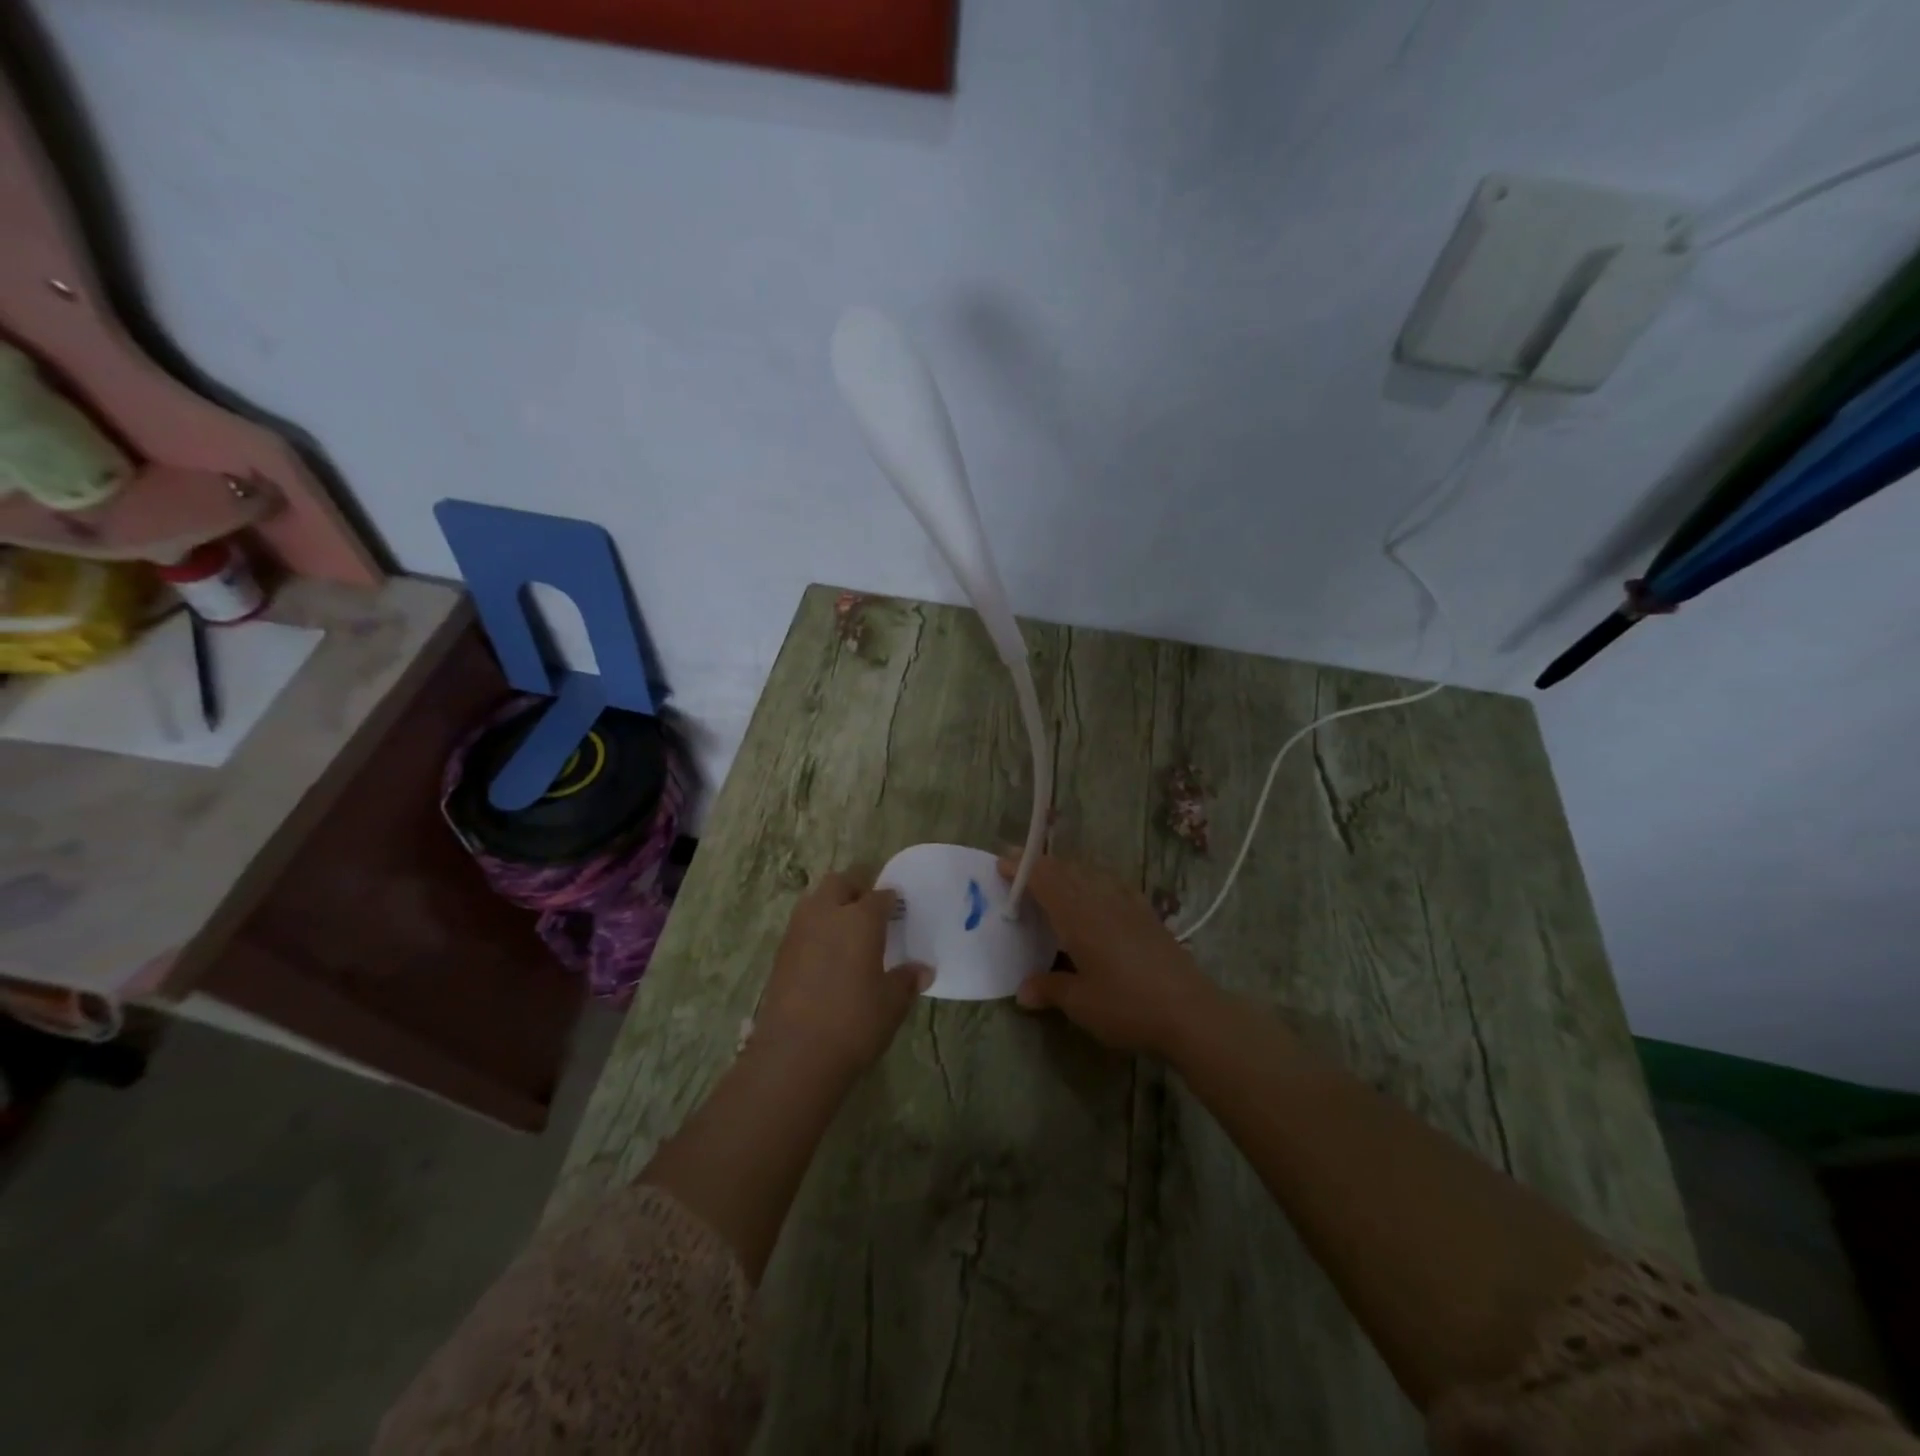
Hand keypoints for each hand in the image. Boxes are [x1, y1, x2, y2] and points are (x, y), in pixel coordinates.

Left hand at [756, 869, 930, 1075]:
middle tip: (870, 910)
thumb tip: (923, 970)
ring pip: (815, 899)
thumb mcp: (891, 1003)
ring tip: (846, 930)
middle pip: (840, 882)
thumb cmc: (854, 1022)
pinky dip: (815, 929)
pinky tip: (825, 954)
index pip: (880, 895)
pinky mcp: (780, 952)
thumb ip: (906, 980)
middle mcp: (827, 913)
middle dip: (856, 888)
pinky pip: (802, 925)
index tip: (899, 911)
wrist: (794, 1054)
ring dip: (831, 905)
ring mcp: (798, 930)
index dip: (892, 900)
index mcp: (861, 918)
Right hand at [1000, 852, 1217, 1058]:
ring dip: (1068, 870)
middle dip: (1041, 865)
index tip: (1002, 861)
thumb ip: (1050, 990)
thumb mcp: (1081, 1003)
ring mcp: (1128, 905)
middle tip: (1019, 865)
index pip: (1045, 880)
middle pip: (1067, 872)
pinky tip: (1098, 891)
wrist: (1190, 1011)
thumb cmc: (1127, 1005)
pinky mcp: (1148, 915)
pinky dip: (1096, 880)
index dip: (1023, 869)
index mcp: (1078, 916)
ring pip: (1091, 875)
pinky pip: (1114, 885)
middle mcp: (1101, 900)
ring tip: (1053, 876)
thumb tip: (1023, 991)